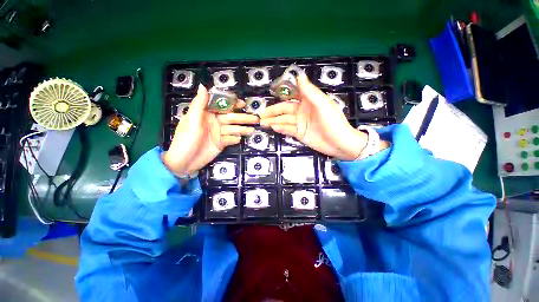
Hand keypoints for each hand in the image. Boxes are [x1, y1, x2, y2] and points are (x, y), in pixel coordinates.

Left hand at [163, 85, 258, 175]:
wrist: (184, 163)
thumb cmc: (185, 140)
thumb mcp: (191, 122)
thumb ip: (199, 105)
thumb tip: (204, 86)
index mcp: (206, 114)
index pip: (221, 106)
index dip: (232, 104)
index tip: (243, 104)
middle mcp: (214, 122)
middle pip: (231, 118)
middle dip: (243, 118)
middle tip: (255, 119)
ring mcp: (219, 133)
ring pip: (233, 129)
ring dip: (242, 129)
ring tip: (252, 130)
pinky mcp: (221, 143)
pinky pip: (230, 139)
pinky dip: (234, 139)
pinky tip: (239, 139)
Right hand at [260, 74, 367, 160]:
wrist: (340, 143)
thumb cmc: (333, 122)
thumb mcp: (323, 105)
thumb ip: (310, 92)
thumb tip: (299, 75)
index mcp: (308, 101)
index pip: (292, 95)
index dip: (281, 94)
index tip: (269, 94)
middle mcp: (302, 111)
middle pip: (284, 109)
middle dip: (273, 111)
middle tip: (261, 114)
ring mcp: (300, 123)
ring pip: (284, 120)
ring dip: (273, 121)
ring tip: (262, 122)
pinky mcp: (299, 134)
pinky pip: (288, 130)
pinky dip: (280, 128)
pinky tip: (273, 127)